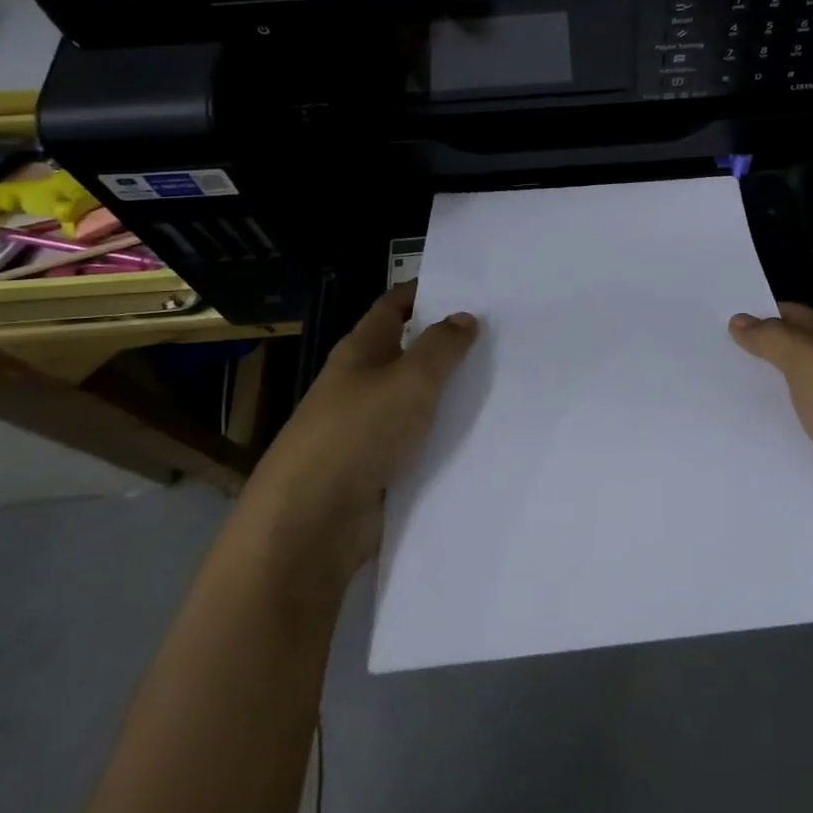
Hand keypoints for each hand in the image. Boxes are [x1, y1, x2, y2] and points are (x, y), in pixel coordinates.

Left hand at [242, 285, 477, 579]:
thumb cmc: (358, 433)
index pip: (392, 307)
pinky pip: (418, 443)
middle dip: (447, 345)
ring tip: (502, 383)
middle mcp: (361, 384)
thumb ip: (441, 347)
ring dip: (450, 394)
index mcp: (361, 351)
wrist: (311, 523)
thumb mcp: (410, 379)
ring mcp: (367, 429)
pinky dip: (444, 437)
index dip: (423, 293)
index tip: (465, 289)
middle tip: (500, 336)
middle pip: (407, 353)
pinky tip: (481, 435)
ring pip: (416, 401)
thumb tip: (464, 317)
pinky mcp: (377, 469)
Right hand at [730, 303, 812, 582]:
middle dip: (750, 364)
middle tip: (697, 364)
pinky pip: (798, 446)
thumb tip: (739, 319)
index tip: (708, 322)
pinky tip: (735, 449)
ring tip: (704, 407)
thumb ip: (774, 340)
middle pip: (790, 362)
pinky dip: (774, 446)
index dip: (755, 317)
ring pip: (791, 407)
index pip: (792, 317)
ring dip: (758, 409)